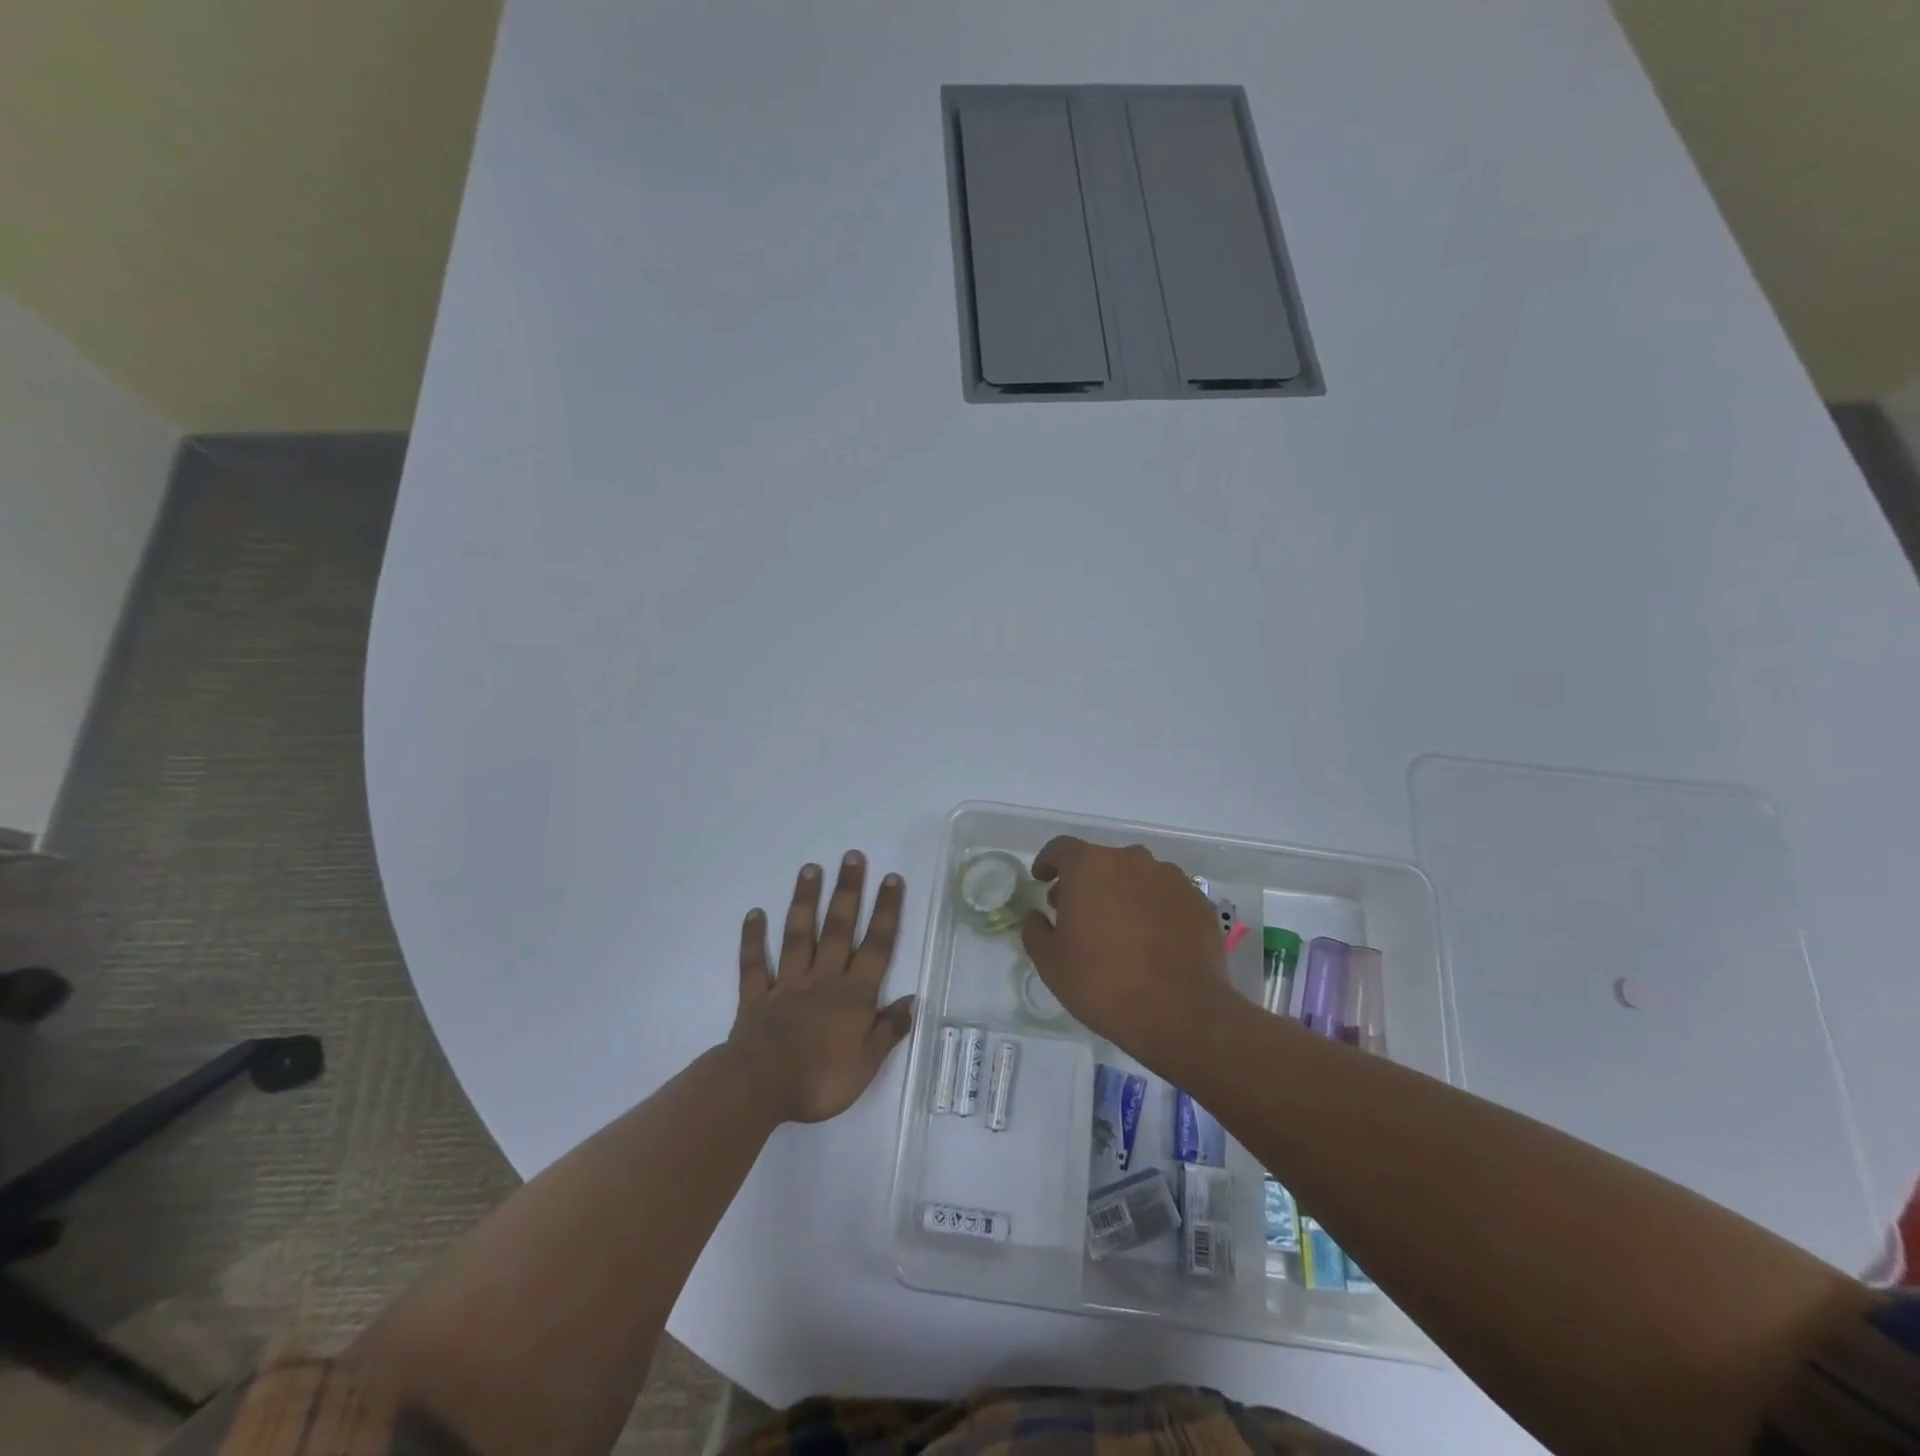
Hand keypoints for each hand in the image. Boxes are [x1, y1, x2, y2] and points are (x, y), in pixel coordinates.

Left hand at [727, 852, 914, 1123]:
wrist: (761, 1087)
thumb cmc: (820, 1079)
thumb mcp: (867, 1064)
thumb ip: (889, 1029)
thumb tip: (912, 1000)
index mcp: (854, 995)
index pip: (876, 946)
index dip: (886, 911)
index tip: (891, 879)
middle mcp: (823, 979)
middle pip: (839, 929)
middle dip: (848, 891)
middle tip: (852, 857)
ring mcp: (787, 985)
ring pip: (799, 935)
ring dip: (805, 902)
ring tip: (810, 869)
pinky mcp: (756, 998)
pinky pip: (755, 964)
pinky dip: (753, 939)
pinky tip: (755, 914)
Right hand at [1021, 837, 1228, 1060]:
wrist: (1180, 1013)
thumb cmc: (1103, 983)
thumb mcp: (1051, 963)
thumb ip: (1036, 930)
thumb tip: (1036, 915)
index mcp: (1090, 867)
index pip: (1061, 849)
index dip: (1048, 862)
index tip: (1043, 880)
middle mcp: (1132, 861)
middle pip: (1101, 861)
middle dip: (1085, 882)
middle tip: (1078, 914)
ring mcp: (1170, 878)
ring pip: (1136, 877)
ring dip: (1122, 893)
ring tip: (1119, 929)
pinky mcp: (1198, 901)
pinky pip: (1165, 896)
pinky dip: (1153, 909)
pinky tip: (1151, 941)